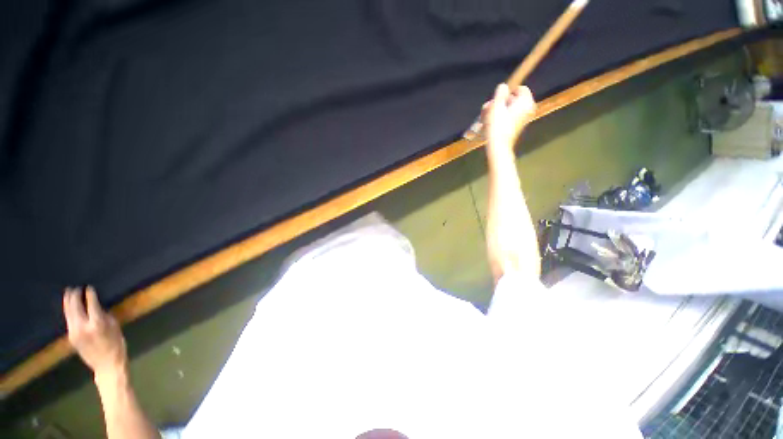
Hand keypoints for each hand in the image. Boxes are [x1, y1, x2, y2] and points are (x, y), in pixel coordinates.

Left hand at [63, 286, 127, 378]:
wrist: (107, 365)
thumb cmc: (116, 344)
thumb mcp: (114, 328)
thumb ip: (104, 317)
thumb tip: (97, 308)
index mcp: (96, 324)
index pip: (91, 304)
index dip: (90, 295)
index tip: (89, 288)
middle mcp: (82, 327)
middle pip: (75, 307)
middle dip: (74, 297)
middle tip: (74, 288)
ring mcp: (74, 333)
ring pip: (68, 314)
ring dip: (67, 303)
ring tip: (67, 294)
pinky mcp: (71, 337)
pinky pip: (68, 321)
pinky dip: (68, 312)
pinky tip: (68, 309)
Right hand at [482, 84, 535, 152]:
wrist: (498, 146)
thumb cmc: (498, 126)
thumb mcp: (496, 106)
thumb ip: (500, 93)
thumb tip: (503, 86)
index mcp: (526, 102)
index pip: (520, 89)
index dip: (507, 92)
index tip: (496, 99)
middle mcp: (527, 109)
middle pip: (512, 99)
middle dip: (498, 103)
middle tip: (486, 109)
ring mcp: (522, 119)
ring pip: (508, 109)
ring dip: (495, 111)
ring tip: (484, 117)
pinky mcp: (516, 126)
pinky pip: (507, 117)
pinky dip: (498, 118)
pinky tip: (488, 123)